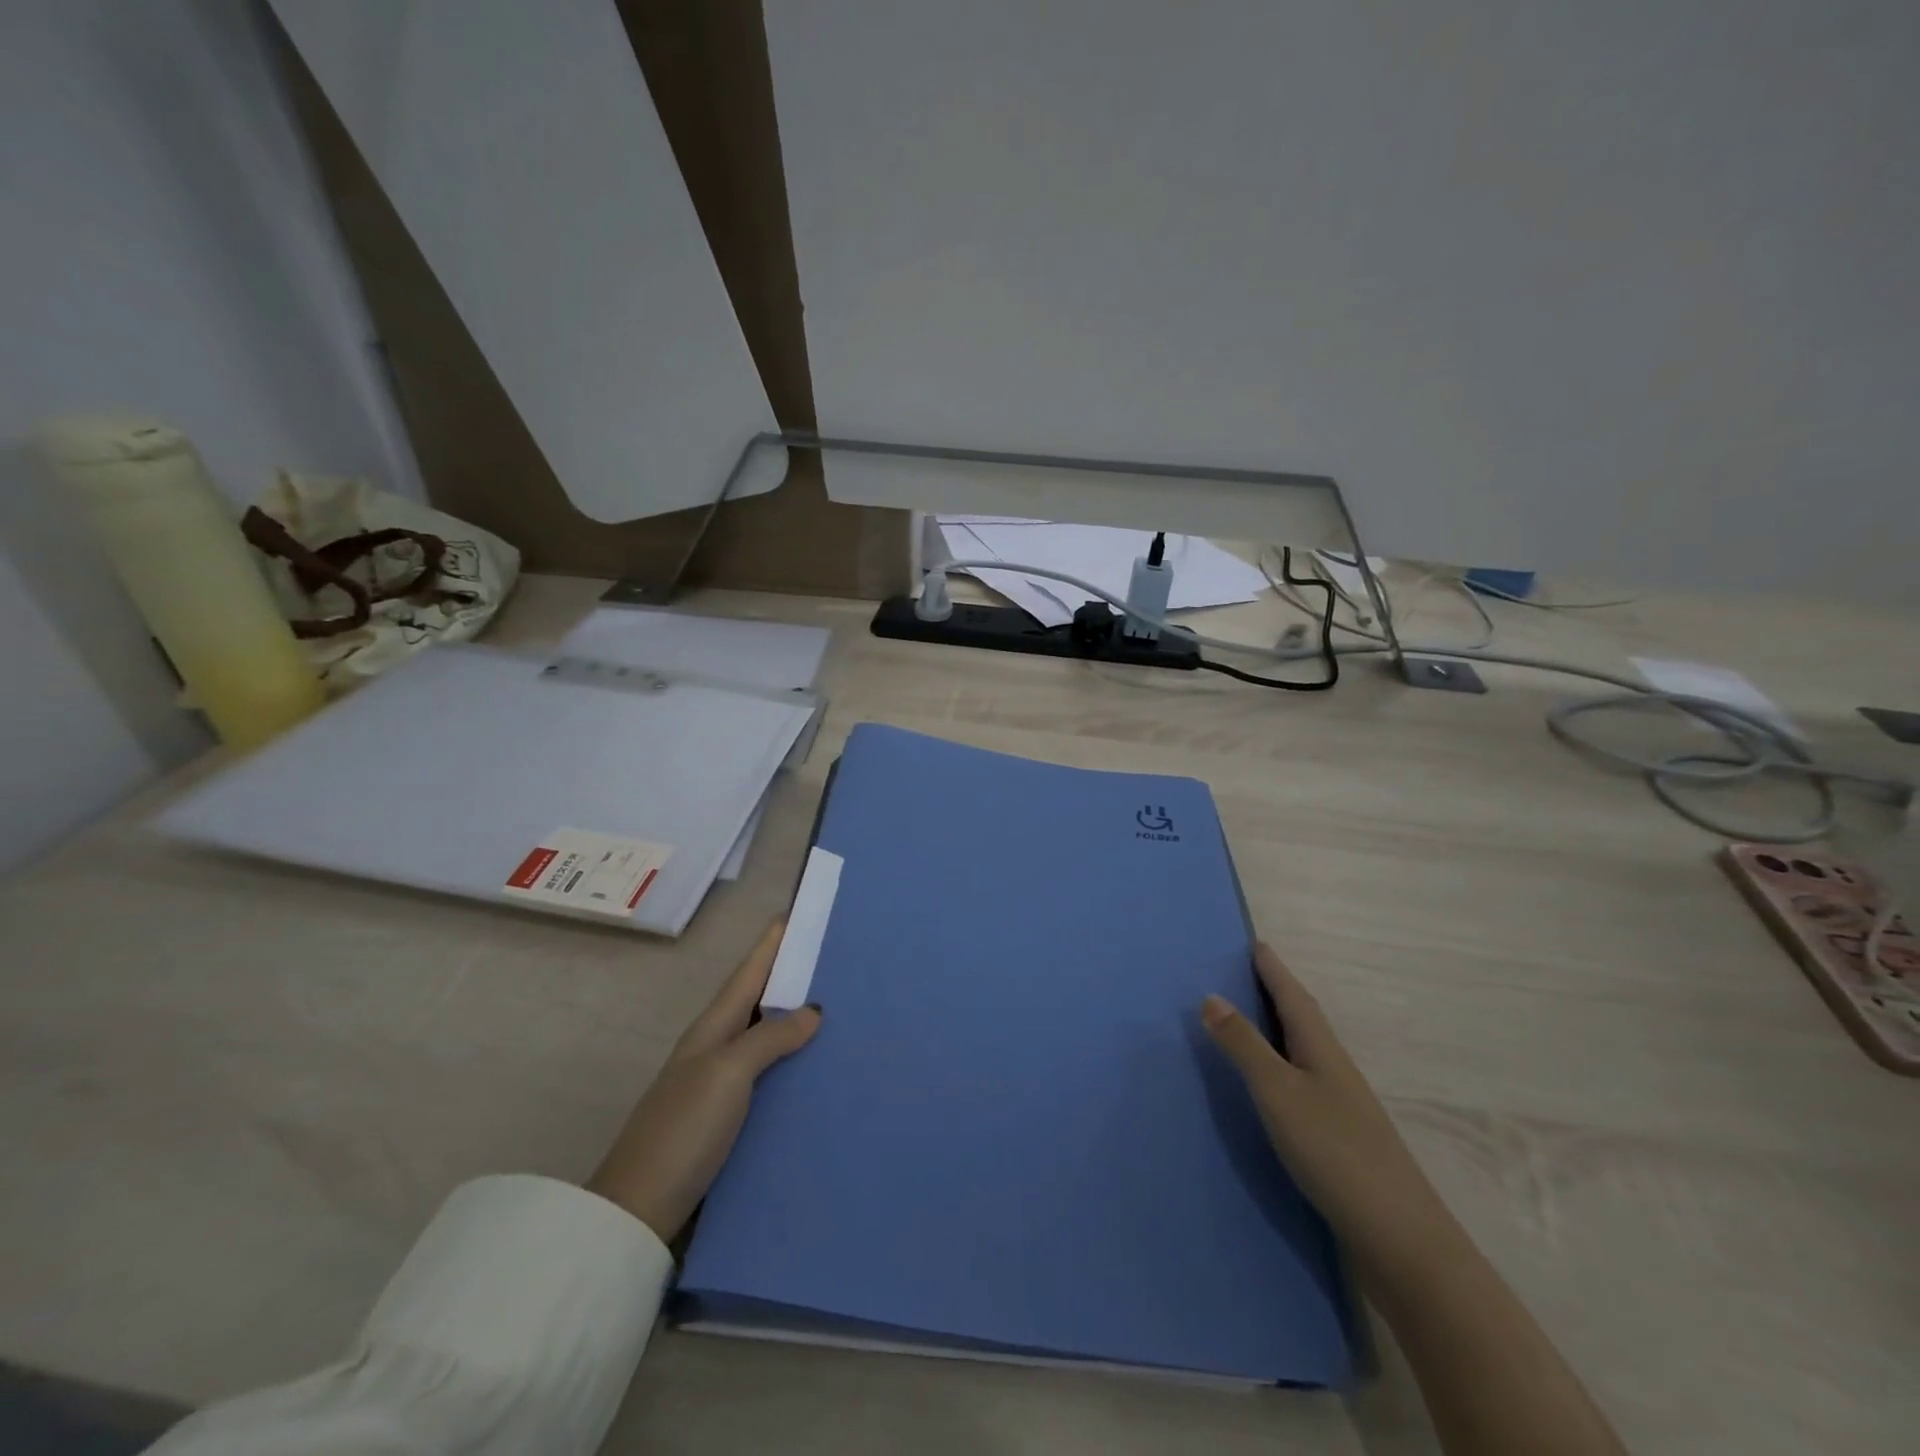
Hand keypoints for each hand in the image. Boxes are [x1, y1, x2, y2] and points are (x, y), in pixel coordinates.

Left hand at [588, 922, 821, 1243]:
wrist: (639, 1210)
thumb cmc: (683, 1129)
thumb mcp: (728, 1073)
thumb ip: (770, 1037)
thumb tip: (813, 1009)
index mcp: (714, 1026)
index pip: (750, 971)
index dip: (772, 942)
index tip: (801, 912)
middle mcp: (718, 1046)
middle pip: (760, 998)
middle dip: (794, 975)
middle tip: (838, 959)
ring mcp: (721, 1082)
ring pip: (767, 1035)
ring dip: (797, 1019)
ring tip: (841, 1008)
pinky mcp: (729, 1117)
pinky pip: (770, 1073)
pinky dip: (793, 1061)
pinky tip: (818, 1068)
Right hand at [1201, 942, 1456, 1277]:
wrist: (1400, 1241)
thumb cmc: (1335, 1152)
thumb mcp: (1278, 1092)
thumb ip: (1244, 1046)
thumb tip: (1210, 996)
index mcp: (1321, 1050)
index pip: (1293, 996)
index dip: (1274, 969)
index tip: (1256, 942)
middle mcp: (1334, 1070)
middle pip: (1302, 1019)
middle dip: (1276, 992)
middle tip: (1246, 971)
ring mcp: (1341, 1107)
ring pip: (1304, 1052)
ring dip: (1278, 1029)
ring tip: (1250, 1019)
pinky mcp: (1339, 1139)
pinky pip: (1302, 1083)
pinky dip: (1281, 1067)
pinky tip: (1271, 1085)